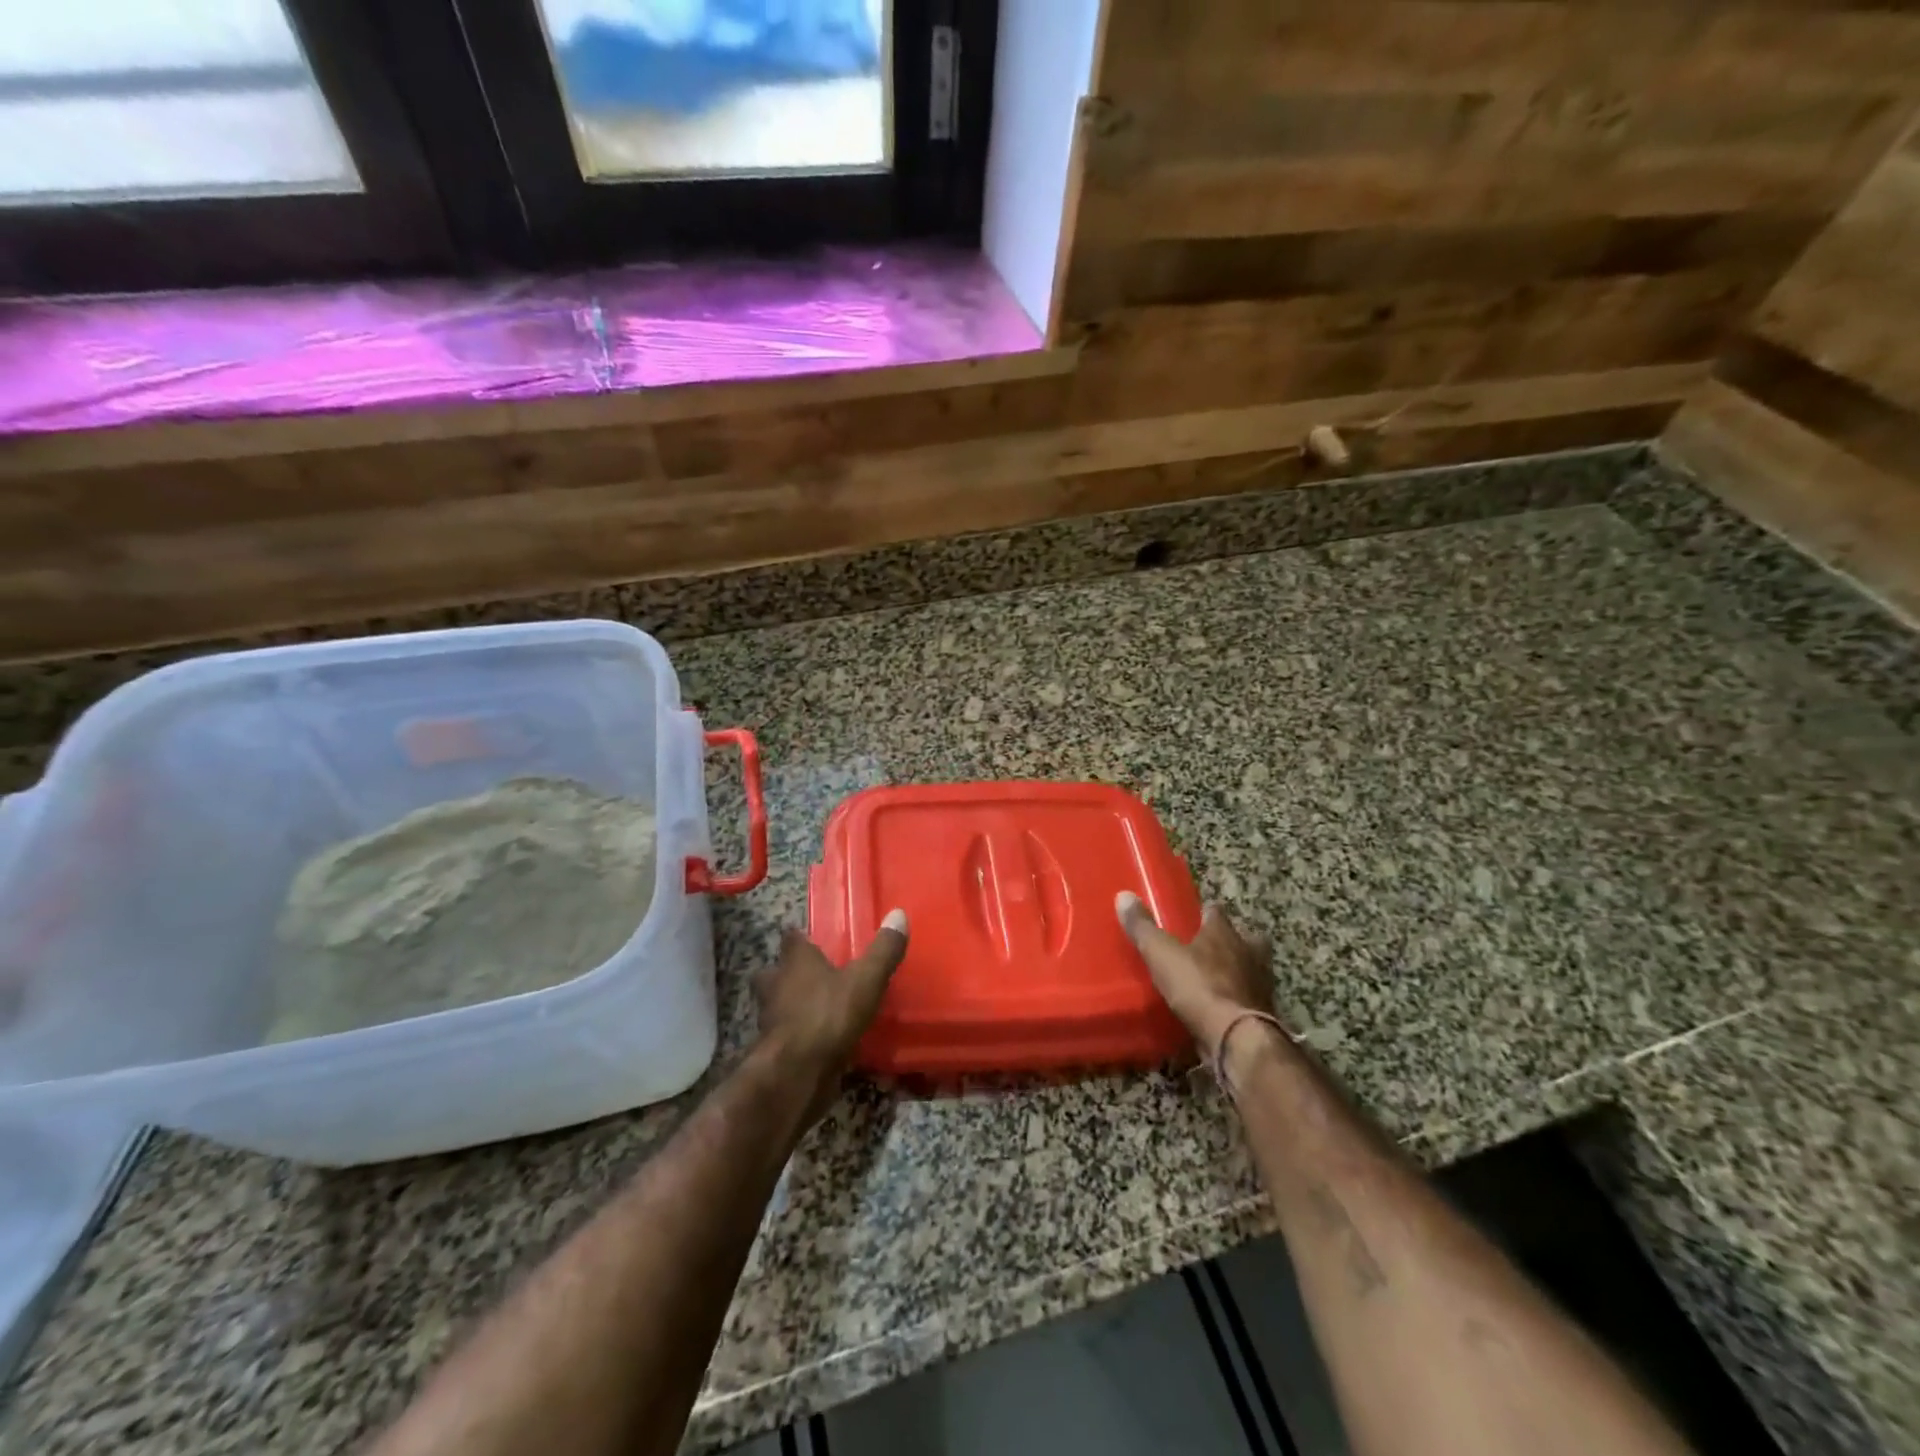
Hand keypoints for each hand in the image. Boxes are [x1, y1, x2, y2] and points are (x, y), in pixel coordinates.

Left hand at [755, 910, 908, 1120]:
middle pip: (774, 972)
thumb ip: (883, 951)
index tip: (812, 939)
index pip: (791, 938)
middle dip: (786, 973)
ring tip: (817, 1009)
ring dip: (790, 1006)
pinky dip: (798, 1035)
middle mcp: (775, 985)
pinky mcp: (774, 1050)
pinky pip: (786, 1035)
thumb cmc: (828, 1015)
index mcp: (795, 961)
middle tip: (812, 977)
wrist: (796, 1073)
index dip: (801, 938)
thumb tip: (898, 914)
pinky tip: (817, 1041)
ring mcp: (770, 1020)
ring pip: (775, 1005)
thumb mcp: (866, 980)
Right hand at [1116, 892, 1276, 1058]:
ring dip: (1238, 971)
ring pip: (1252, 968)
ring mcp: (1260, 983)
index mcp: (1224, 933)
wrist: (1237, 1037)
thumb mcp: (1161, 954)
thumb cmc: (1199, 986)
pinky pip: (1249, 999)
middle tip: (1210, 948)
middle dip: (1231, 941)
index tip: (1193, 916)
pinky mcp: (1264, 1014)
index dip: (1205, 913)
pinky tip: (1222, 1008)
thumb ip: (1143, 927)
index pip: (1216, 912)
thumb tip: (1124, 895)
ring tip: (1216, 979)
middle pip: (1245, 938)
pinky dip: (1238, 1000)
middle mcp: (1248, 952)